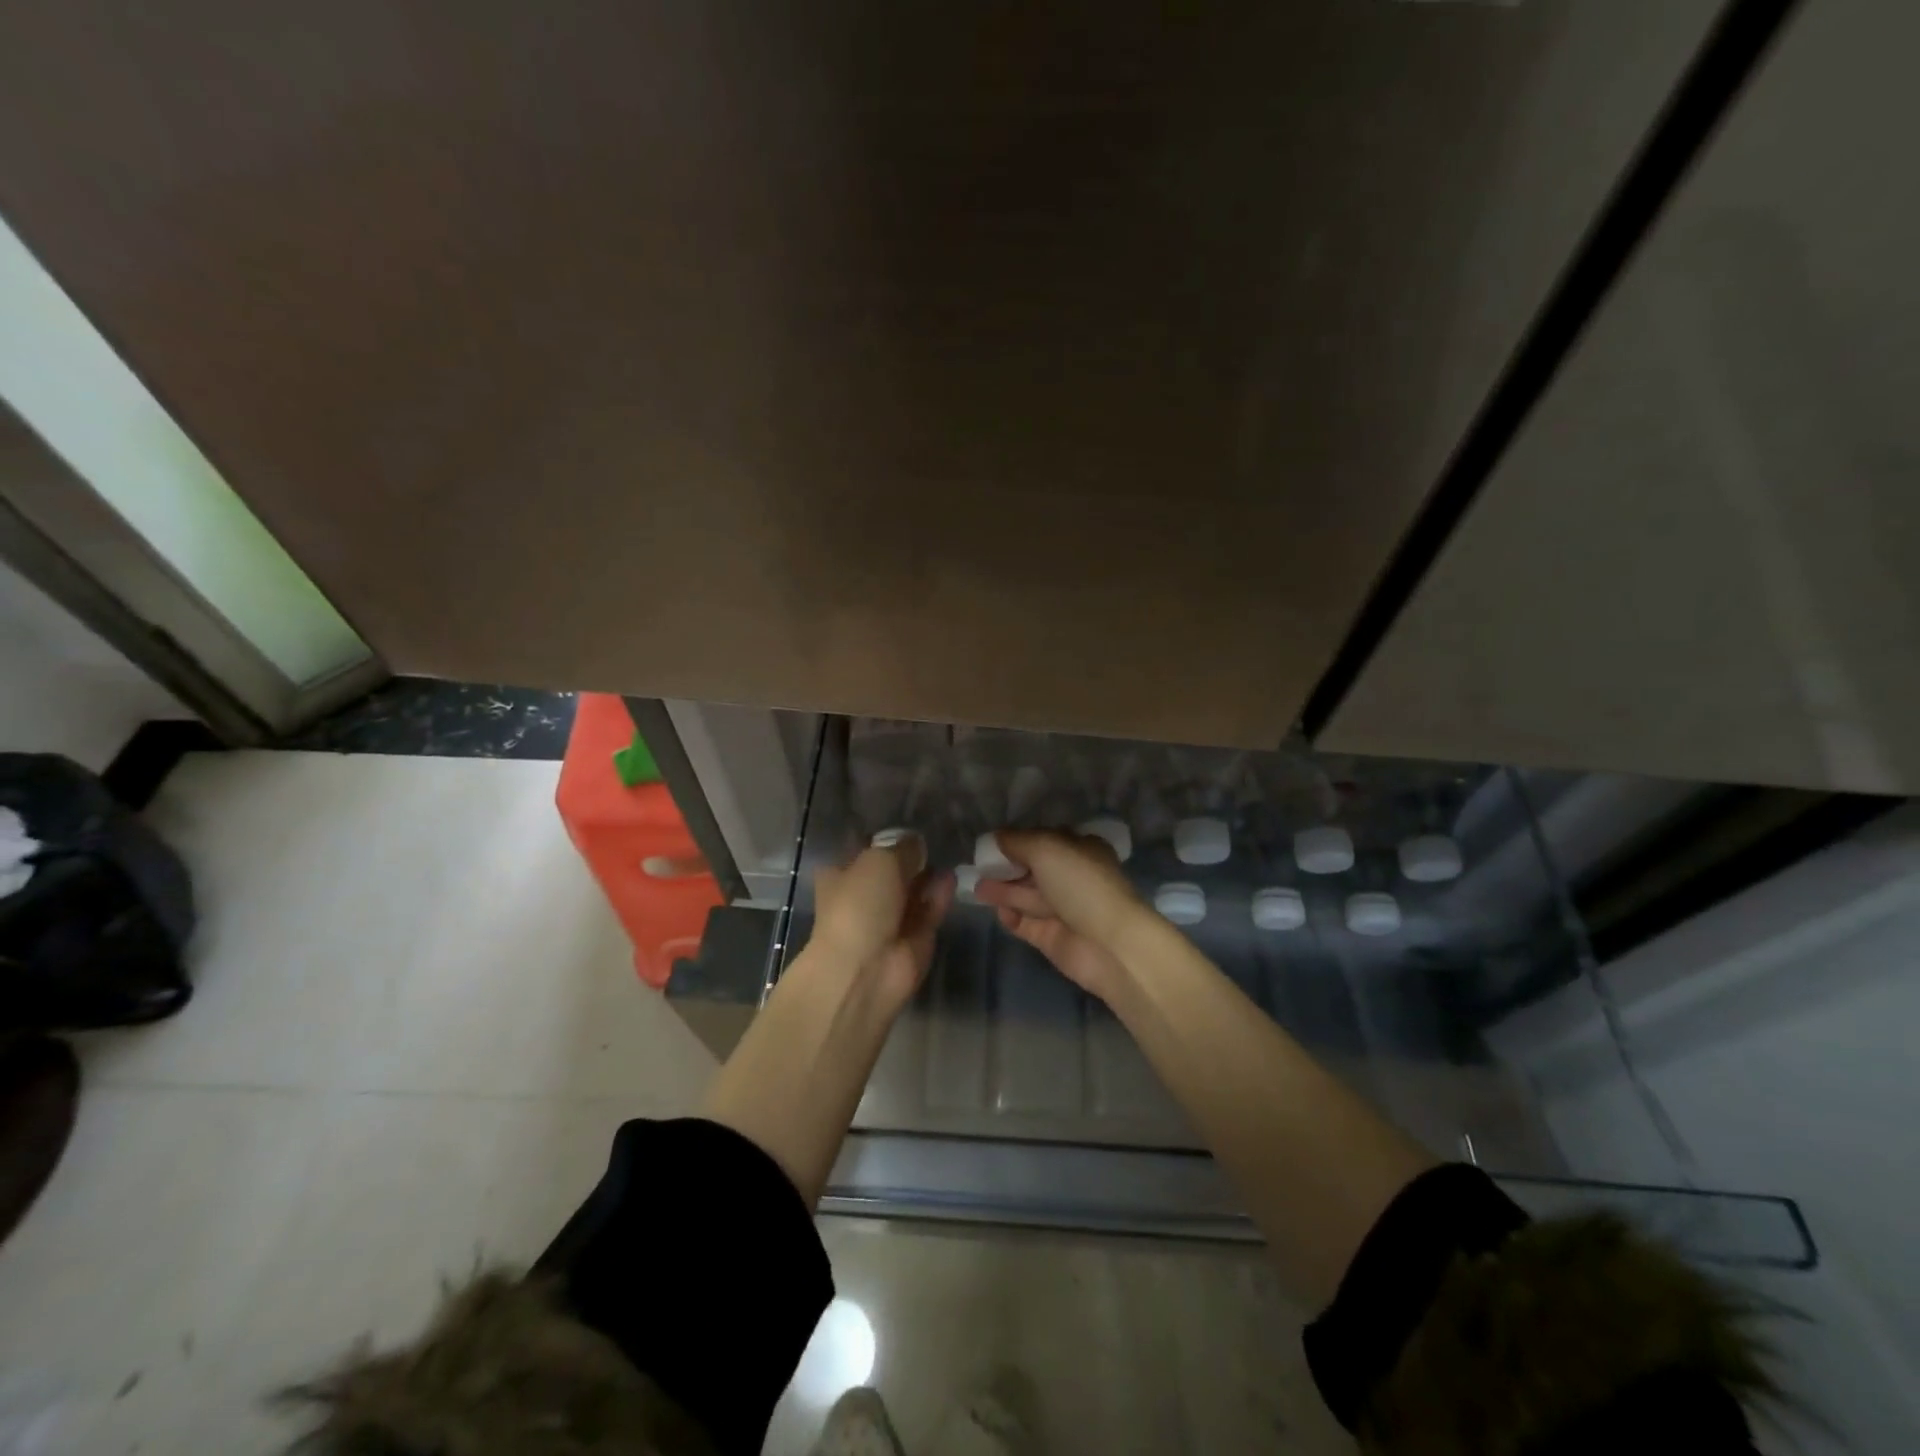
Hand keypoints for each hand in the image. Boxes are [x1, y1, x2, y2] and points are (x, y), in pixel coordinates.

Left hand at [811, 836, 953, 1005]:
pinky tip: (951, 877)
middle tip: (935, 836)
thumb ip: (903, 848)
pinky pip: (930, 909)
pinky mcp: (916, 937)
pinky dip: (940, 894)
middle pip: (892, 870)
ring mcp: (890, 918)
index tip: (908, 822)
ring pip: (913, 890)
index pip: (862, 849)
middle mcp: (864, 895)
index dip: (883, 837)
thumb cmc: (860, 904)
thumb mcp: (879, 860)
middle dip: (911, 856)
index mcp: (841, 875)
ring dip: (928, 874)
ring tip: (948, 853)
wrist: (866, 969)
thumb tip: (917, 844)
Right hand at [973, 829, 1141, 999]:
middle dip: (1007, 867)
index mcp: (1080, 850)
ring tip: (977, 889)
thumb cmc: (1080, 885)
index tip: (992, 843)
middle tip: (979, 867)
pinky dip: (1011, 917)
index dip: (1019, 840)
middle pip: (1033, 869)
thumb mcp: (1046, 849)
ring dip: (1003, 891)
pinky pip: (1026, 924)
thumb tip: (995, 837)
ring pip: (1027, 896)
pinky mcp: (1053, 937)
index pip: (1045, 840)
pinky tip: (999, 912)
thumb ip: (1017, 841)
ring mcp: (1063, 910)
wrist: (1110, 945)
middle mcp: (1072, 877)